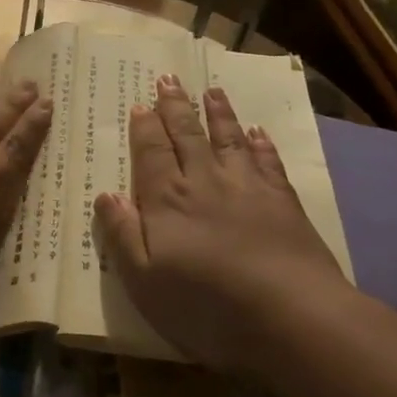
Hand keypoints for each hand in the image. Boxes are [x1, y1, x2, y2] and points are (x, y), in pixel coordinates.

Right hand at [93, 74, 350, 370]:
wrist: (290, 317)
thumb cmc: (205, 305)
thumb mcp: (143, 280)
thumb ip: (122, 234)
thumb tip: (106, 195)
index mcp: (167, 200)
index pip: (151, 153)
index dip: (145, 128)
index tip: (141, 104)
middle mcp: (204, 182)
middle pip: (186, 136)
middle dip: (175, 107)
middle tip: (168, 79)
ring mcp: (247, 189)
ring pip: (227, 139)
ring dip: (218, 114)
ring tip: (211, 90)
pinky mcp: (283, 203)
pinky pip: (268, 162)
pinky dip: (261, 144)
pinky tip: (258, 132)